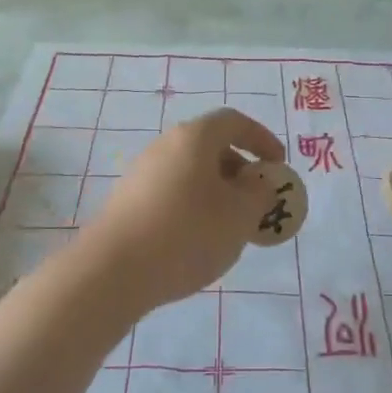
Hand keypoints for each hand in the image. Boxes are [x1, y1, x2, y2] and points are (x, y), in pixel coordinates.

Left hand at [83, 109, 286, 313]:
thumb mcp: (239, 215)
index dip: (262, 138)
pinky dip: (193, 207)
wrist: (113, 271)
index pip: (234, 121)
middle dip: (240, 171)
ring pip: (191, 173)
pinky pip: (171, 193)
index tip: (278, 165)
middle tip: (257, 202)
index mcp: (194, 137)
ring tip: (231, 228)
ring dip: (217, 192)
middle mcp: (165, 145)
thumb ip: (259, 194)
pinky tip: (197, 242)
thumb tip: (257, 182)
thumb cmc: (187, 233)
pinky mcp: (127, 202)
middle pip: (211, 147)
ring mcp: (142, 173)